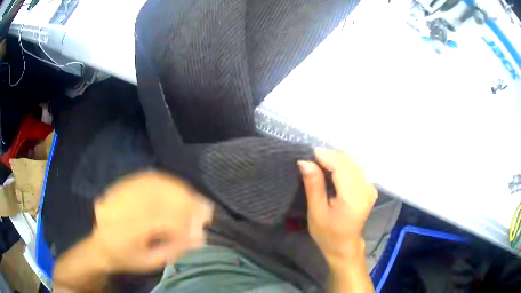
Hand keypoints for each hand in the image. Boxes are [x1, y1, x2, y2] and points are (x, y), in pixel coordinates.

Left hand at [91, 171, 212, 273]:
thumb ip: (173, 250)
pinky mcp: (120, 186)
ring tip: (193, 197)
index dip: (185, 221)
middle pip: (157, 197)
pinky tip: (176, 187)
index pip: (160, 221)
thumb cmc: (127, 258)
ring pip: (152, 183)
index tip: (203, 226)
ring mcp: (119, 193)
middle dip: (185, 201)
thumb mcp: (150, 262)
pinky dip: (164, 181)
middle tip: (204, 208)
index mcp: (126, 233)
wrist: (101, 246)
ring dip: (177, 189)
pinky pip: (145, 178)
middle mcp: (120, 208)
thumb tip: (199, 237)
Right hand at [298, 148, 377, 265]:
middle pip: (350, 160)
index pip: (342, 167)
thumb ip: (314, 185)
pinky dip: (345, 163)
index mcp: (353, 198)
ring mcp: (371, 187)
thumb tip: (305, 161)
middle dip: (331, 155)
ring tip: (321, 164)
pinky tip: (334, 169)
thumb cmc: (328, 234)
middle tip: (313, 160)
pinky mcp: (370, 186)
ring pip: (355, 160)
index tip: (310, 153)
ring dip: (338, 158)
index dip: (327, 156)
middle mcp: (366, 189)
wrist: (345, 245)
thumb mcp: (316, 212)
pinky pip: (358, 166)